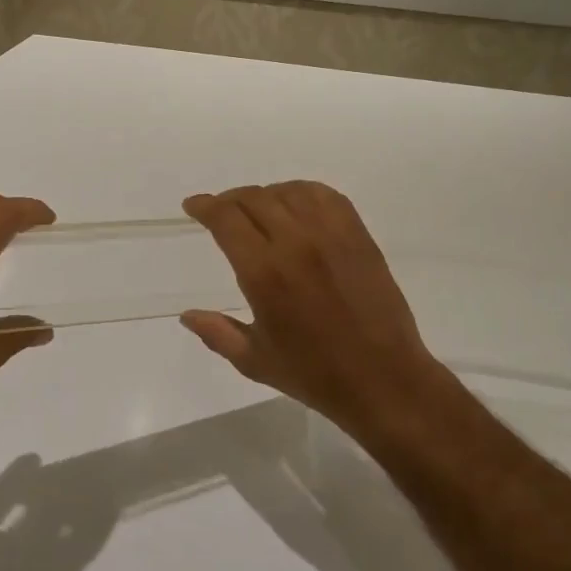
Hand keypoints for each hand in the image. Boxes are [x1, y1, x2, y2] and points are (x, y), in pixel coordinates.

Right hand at [180, 181, 456, 441]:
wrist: (384, 379)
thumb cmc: (314, 374)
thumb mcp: (254, 360)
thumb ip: (217, 333)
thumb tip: (187, 315)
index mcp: (264, 273)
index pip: (226, 218)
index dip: (205, 206)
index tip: (193, 206)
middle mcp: (295, 243)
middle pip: (253, 198)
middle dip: (229, 200)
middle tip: (220, 212)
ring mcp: (331, 235)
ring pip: (287, 191)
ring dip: (264, 195)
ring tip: (257, 210)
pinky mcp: (358, 235)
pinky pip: (325, 196)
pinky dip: (302, 192)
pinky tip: (295, 206)